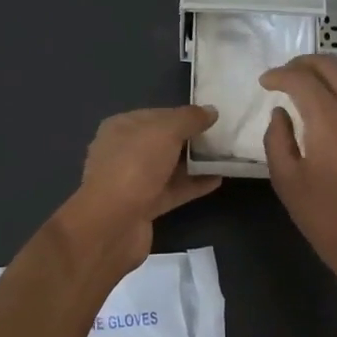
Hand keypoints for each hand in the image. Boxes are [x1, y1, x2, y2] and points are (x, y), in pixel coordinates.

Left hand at [53, 106, 222, 277]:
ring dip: (194, 163)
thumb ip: (189, 119)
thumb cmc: (135, 166)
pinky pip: (172, 190)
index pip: (157, 115)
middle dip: (190, 139)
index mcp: (121, 127)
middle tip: (221, 137)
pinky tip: (217, 180)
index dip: (183, 115)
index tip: (211, 117)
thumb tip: (211, 111)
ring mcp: (132, 181)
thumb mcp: (165, 132)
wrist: (112, 225)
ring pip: (168, 167)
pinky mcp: (143, 207)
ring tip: (224, 157)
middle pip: (162, 141)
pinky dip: (192, 185)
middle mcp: (123, 152)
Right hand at [260, 55, 336, 306]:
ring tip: (308, 86)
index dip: (279, 75)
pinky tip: (335, 108)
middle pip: (332, 66)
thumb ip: (277, 139)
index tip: (264, 82)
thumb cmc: (327, 218)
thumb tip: (281, 112)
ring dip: (329, 74)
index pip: (301, 78)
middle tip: (284, 75)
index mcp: (329, 119)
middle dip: (304, 63)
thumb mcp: (287, 182)